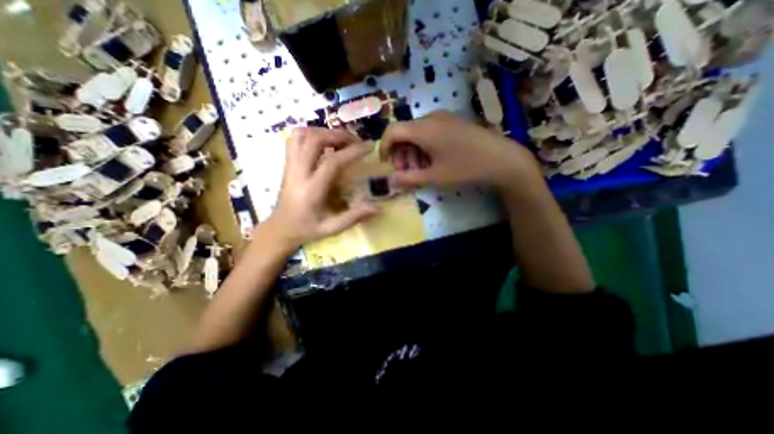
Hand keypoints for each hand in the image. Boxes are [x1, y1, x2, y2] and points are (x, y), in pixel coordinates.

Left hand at [261, 130, 380, 248]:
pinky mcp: (287, 163)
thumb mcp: (332, 228)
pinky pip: (295, 139)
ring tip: (340, 141)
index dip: (353, 152)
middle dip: (339, 136)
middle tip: (356, 142)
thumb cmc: (306, 229)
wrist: (280, 229)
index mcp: (311, 190)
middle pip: (315, 140)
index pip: (333, 162)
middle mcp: (298, 172)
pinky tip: (324, 144)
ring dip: (324, 132)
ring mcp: (290, 165)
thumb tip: (378, 208)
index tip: (369, 146)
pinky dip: (311, 134)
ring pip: (301, 134)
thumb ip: (354, 217)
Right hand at [381, 111, 540, 187]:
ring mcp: (443, 118)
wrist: (501, 158)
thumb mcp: (435, 176)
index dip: (384, 147)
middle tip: (406, 172)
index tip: (386, 163)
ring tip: (421, 169)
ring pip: (417, 133)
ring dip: (412, 151)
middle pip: (404, 132)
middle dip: (400, 153)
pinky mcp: (452, 122)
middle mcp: (431, 118)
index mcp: (423, 129)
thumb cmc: (465, 167)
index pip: (392, 131)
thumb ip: (409, 179)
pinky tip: (432, 160)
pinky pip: (429, 131)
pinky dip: (424, 146)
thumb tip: (391, 182)